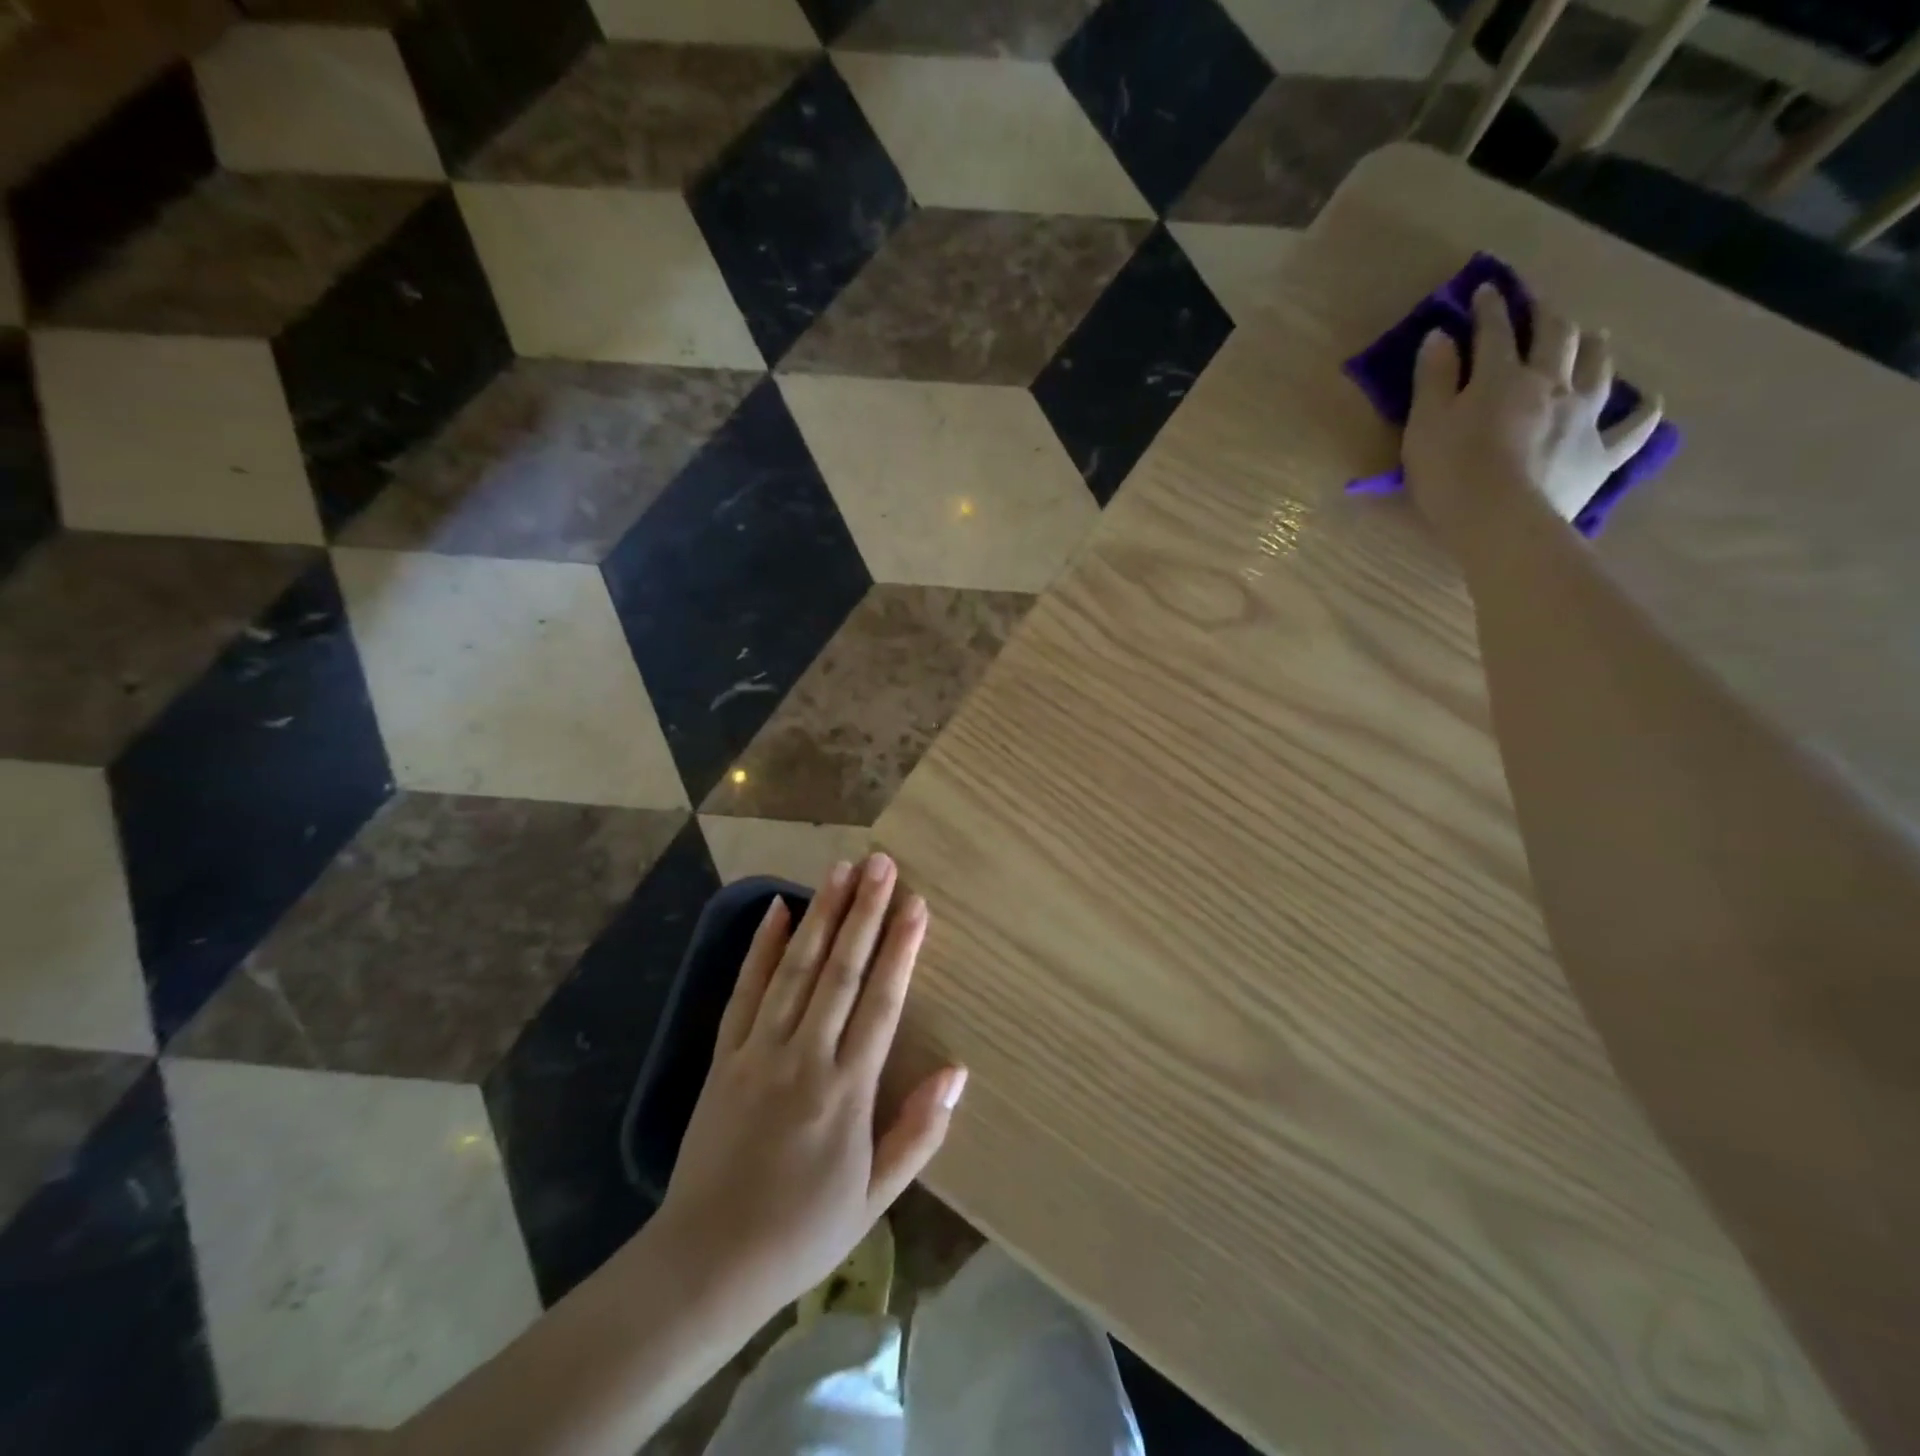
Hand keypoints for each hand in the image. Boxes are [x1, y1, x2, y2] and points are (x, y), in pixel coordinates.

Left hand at [649, 854, 965, 1325]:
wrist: (707, 1263)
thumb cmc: (802, 1232)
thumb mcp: (875, 1198)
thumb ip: (917, 1133)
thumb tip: (956, 1072)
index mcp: (846, 1091)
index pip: (881, 1003)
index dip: (900, 949)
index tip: (916, 904)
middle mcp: (804, 1057)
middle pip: (840, 971)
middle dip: (863, 912)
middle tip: (880, 863)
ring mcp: (759, 1051)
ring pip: (796, 970)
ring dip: (821, 916)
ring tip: (840, 870)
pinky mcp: (724, 1056)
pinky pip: (745, 991)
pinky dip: (762, 948)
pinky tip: (777, 910)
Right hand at [1403, 285, 1663, 551]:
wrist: (1503, 523)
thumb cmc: (1452, 476)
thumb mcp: (1425, 427)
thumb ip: (1432, 380)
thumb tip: (1440, 336)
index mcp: (1502, 378)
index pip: (1495, 331)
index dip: (1490, 308)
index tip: (1486, 290)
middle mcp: (1552, 385)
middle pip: (1558, 336)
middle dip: (1547, 316)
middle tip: (1540, 307)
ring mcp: (1584, 418)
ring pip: (1600, 367)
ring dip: (1596, 346)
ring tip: (1595, 336)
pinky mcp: (1600, 455)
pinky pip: (1633, 430)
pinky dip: (1645, 414)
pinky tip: (1652, 404)